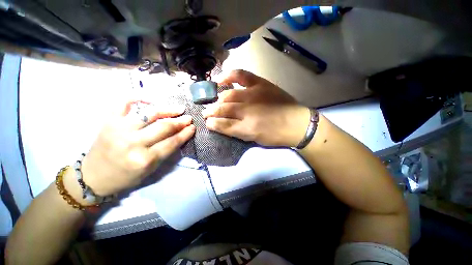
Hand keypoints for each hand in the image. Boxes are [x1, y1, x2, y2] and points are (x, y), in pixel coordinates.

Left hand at [79, 100, 194, 196]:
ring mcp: (119, 129)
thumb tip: (180, 135)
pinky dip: (137, 97)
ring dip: (168, 110)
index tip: (193, 127)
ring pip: (149, 114)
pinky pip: (123, 103)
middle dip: (180, 121)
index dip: (185, 133)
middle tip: (189, 118)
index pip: (172, 142)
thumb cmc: (125, 176)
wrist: (93, 177)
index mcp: (144, 159)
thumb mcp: (151, 169)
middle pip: (164, 127)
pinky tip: (150, 98)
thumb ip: (166, 151)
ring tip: (178, 108)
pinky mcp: (108, 121)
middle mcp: (133, 143)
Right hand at [202, 70, 309, 146]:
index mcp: (247, 128)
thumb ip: (236, 132)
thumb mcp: (255, 139)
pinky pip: (241, 76)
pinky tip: (220, 80)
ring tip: (214, 101)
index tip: (207, 123)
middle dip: (211, 111)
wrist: (297, 123)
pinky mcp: (260, 84)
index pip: (223, 125)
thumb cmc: (275, 135)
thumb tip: (220, 125)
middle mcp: (247, 110)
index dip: (212, 124)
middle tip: (206, 113)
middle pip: (223, 109)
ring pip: (228, 96)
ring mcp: (253, 95)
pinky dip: (229, 76)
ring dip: (218, 100)